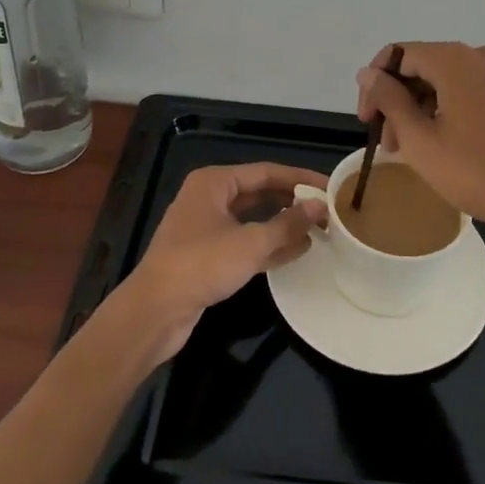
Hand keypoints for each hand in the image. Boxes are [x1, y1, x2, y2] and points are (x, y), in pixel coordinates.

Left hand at [120, 163, 327, 360]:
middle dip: (293, 202)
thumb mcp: (250, 243)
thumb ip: (287, 224)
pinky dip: (269, 245)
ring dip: (284, 225)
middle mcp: (209, 198)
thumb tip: (320, 207)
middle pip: (260, 193)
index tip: (330, 186)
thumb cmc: (201, 264)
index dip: (300, 179)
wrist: (154, 311)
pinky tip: (298, 251)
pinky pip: (246, 242)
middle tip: (327, 209)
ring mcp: (207, 227)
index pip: (266, 172)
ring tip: (319, 230)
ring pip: (253, 219)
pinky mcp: (208, 255)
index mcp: (214, 182)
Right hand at [356, 43, 484, 244]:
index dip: (375, 84)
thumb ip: (389, 100)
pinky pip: (465, 90)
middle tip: (388, 143)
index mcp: (455, 59)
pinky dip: (444, 110)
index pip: (398, 55)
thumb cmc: (477, 172)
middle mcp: (479, 55)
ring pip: (442, 80)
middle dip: (397, 100)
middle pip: (421, 66)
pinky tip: (437, 143)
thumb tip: (366, 73)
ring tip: (408, 151)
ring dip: (419, 109)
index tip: (367, 121)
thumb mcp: (420, 139)